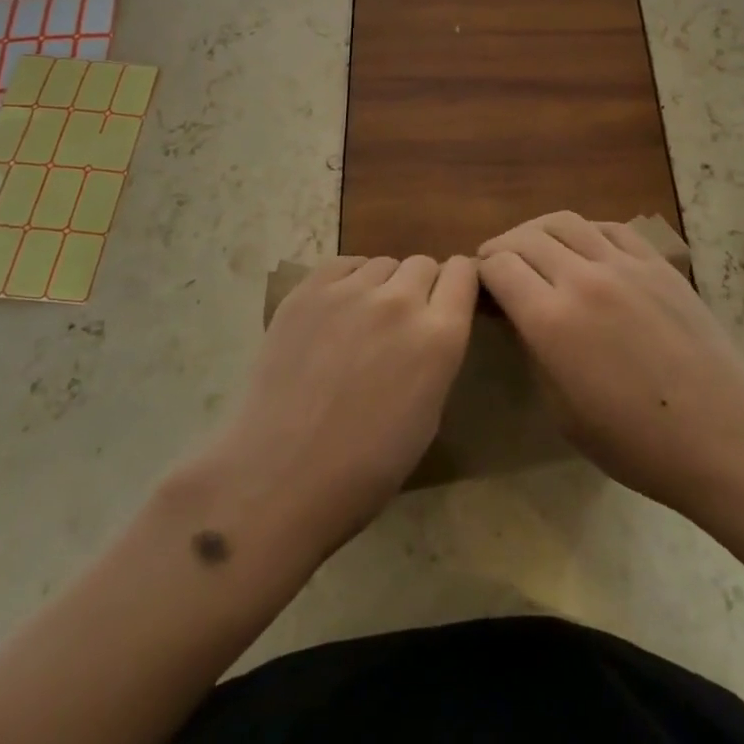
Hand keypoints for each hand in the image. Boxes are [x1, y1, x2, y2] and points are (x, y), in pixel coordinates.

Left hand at [211, 255, 477, 552]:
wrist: (279, 479)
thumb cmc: (364, 468)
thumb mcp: (428, 415)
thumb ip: (436, 354)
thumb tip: (431, 326)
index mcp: (439, 337)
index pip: (464, 273)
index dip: (458, 283)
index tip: (448, 299)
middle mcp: (400, 301)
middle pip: (423, 264)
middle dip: (420, 287)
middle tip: (401, 322)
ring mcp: (351, 291)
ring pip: (382, 264)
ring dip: (382, 286)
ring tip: (362, 322)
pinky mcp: (308, 291)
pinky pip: (343, 265)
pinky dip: (348, 281)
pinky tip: (335, 313)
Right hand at [478, 212, 743, 521]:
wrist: (722, 433)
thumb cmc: (636, 442)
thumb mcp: (563, 411)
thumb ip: (534, 351)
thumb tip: (519, 315)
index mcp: (551, 321)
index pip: (499, 267)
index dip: (481, 271)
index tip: (479, 284)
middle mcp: (582, 279)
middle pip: (526, 238)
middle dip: (502, 247)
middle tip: (497, 264)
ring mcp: (623, 264)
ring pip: (566, 222)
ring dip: (538, 230)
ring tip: (533, 246)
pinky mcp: (656, 262)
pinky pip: (609, 228)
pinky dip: (584, 231)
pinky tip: (582, 247)